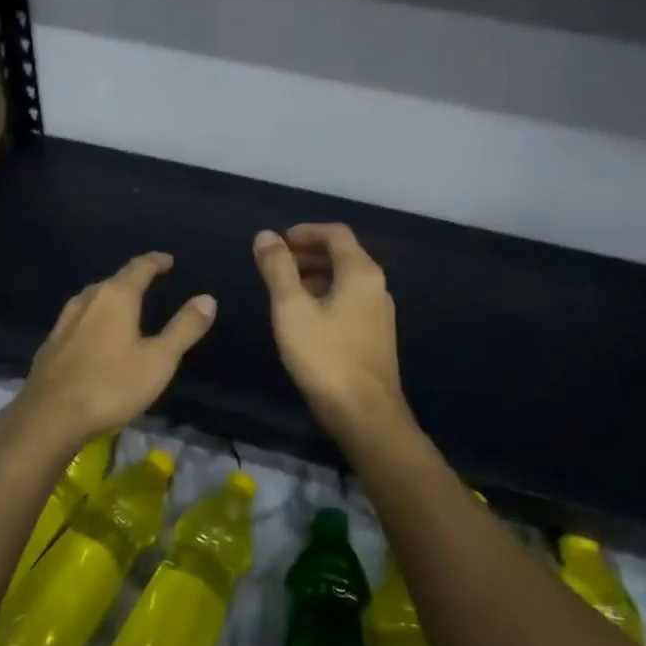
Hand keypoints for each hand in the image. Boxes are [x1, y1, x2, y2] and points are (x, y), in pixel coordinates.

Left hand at [13, 252, 215, 448]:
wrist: (50, 416)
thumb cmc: (111, 385)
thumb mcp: (159, 360)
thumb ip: (184, 328)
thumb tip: (207, 298)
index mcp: (115, 297)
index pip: (139, 268)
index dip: (155, 262)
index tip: (167, 260)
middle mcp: (87, 300)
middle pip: (113, 281)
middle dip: (132, 280)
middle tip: (150, 283)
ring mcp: (64, 321)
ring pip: (92, 300)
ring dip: (111, 299)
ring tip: (125, 307)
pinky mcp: (51, 344)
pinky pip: (79, 320)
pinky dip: (94, 320)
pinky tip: (96, 335)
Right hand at [254, 225, 407, 439]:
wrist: (364, 414)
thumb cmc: (325, 356)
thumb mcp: (291, 308)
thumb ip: (278, 268)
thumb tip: (266, 235)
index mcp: (360, 272)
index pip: (335, 233)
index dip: (304, 231)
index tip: (277, 242)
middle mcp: (376, 285)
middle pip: (343, 254)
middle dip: (307, 253)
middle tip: (275, 264)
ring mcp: (379, 312)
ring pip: (345, 279)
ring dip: (315, 275)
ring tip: (283, 289)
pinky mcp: (375, 335)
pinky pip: (349, 300)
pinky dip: (325, 295)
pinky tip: (304, 317)